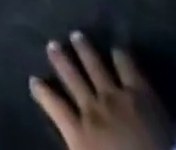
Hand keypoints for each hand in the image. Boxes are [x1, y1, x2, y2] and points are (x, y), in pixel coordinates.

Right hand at [31, 33, 172, 149]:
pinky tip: (117, 51)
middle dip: (61, 60)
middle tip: (52, 44)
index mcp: (80, 135)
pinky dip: (120, 57)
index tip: (33, 80)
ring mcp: (117, 97)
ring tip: (77, 36)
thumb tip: (69, 142)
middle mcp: (92, 108)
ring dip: (84, 50)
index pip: (53, 105)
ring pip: (94, 64)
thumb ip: (77, 149)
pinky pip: (127, 67)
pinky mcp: (141, 94)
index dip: (41, 92)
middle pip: (71, 77)